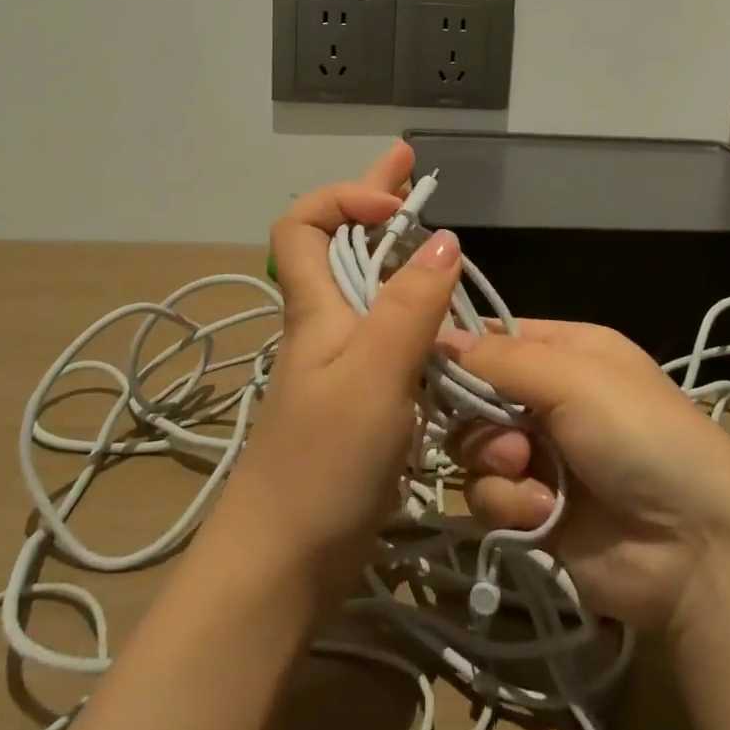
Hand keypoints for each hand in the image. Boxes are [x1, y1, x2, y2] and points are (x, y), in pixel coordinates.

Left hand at [208, 141, 462, 598]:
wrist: (283, 566)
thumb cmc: (322, 463)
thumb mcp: (373, 374)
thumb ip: (410, 306)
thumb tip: (446, 239)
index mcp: (316, 308)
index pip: (302, 223)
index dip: (345, 198)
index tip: (398, 207)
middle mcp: (325, 325)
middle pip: (341, 244)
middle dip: (376, 198)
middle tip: (410, 163)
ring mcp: (342, 364)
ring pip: (368, 288)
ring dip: (397, 250)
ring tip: (432, 226)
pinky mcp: (361, 400)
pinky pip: (389, 334)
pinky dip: (413, 308)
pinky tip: (439, 312)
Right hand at [445, 320, 729, 629]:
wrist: (696, 548)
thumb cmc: (639, 434)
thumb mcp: (574, 376)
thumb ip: (500, 357)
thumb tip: (436, 335)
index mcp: (565, 351)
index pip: (493, 336)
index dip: (458, 348)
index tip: (423, 364)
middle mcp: (549, 399)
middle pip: (474, 395)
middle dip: (479, 417)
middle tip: (508, 436)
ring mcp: (540, 457)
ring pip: (474, 449)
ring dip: (496, 464)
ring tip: (531, 474)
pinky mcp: (533, 512)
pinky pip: (488, 499)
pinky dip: (510, 505)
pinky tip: (544, 513)